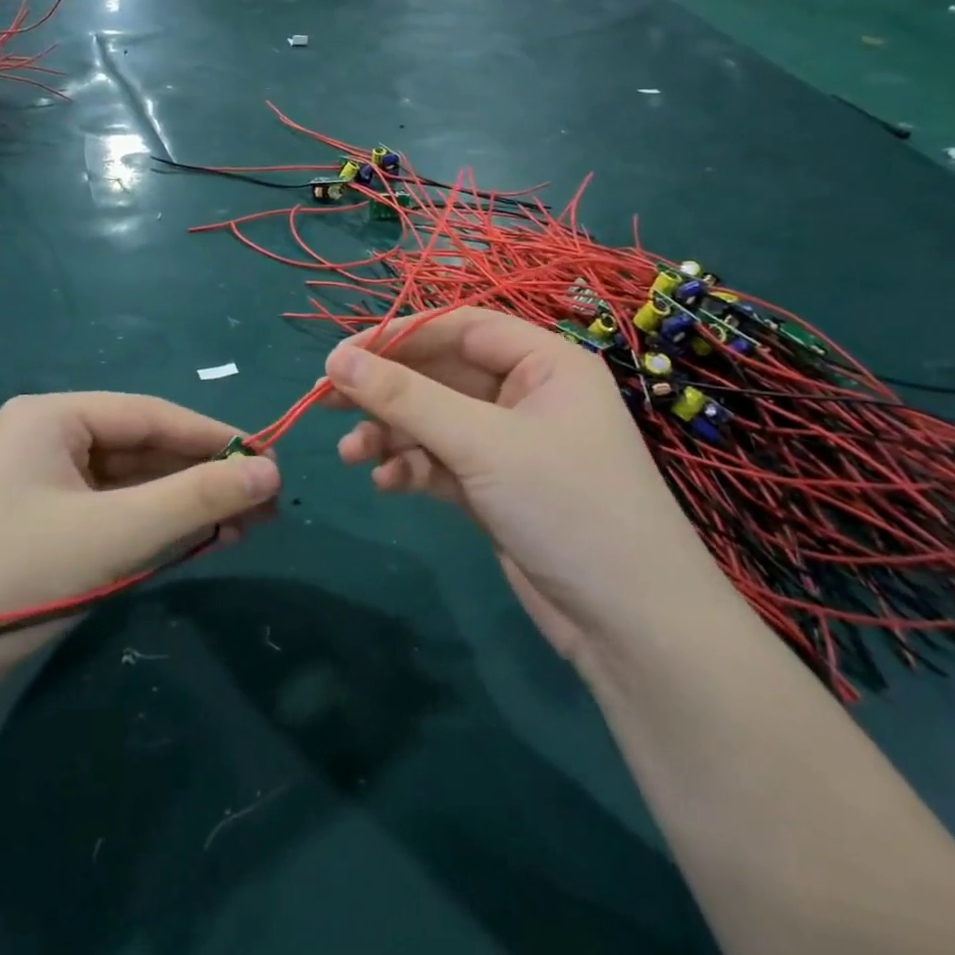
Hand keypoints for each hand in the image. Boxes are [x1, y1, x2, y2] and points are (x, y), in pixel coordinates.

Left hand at [0, 392, 279, 677]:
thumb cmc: (12, 575)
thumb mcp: (114, 534)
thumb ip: (195, 499)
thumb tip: (271, 471)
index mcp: (53, 416)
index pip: (153, 415)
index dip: (215, 438)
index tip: (271, 461)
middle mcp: (48, 440)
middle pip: (145, 449)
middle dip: (204, 477)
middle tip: (266, 505)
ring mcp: (45, 486)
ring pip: (132, 486)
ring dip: (185, 506)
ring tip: (247, 528)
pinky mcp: (45, 529)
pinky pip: (114, 515)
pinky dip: (155, 528)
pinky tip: (199, 543)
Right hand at [323, 309, 722, 658]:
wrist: (631, 626)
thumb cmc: (566, 507)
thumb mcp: (480, 444)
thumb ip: (405, 398)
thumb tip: (335, 359)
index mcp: (544, 363)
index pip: (459, 328)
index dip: (397, 336)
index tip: (340, 355)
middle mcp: (527, 396)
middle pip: (440, 376)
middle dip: (385, 391)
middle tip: (323, 401)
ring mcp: (511, 444)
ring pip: (434, 422)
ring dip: (390, 434)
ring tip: (351, 454)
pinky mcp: (496, 488)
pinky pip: (441, 462)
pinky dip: (412, 468)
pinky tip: (386, 483)